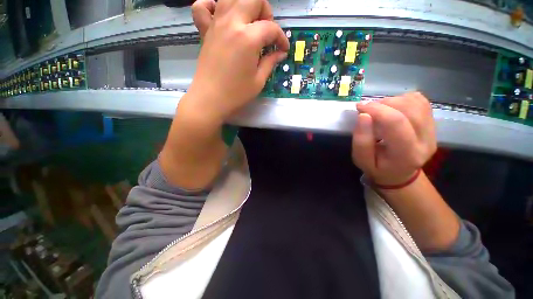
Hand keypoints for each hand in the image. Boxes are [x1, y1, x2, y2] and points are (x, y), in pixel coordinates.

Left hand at [185, 0, 288, 123]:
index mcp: (248, 38)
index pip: (271, 28)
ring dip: (245, 5)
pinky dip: (212, 5)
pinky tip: (220, 17)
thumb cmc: (236, 93)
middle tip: (266, 32)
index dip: (281, 38)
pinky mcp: (204, 31)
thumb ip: (271, 62)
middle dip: (265, 12)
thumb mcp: (259, 80)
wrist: (210, 99)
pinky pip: (202, 6)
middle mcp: (232, 23)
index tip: (283, 50)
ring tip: (249, 24)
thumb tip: (280, 53)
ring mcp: (215, 24)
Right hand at [351, 93, 436, 185]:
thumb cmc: (378, 168)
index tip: (360, 107)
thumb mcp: (362, 160)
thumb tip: (363, 115)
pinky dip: (403, 99)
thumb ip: (361, 141)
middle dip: (383, 104)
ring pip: (415, 102)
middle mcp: (426, 140)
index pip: (396, 123)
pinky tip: (391, 108)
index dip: (377, 110)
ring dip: (392, 101)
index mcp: (407, 154)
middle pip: (408, 109)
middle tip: (367, 109)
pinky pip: (420, 101)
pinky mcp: (432, 123)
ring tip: (378, 110)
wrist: (399, 173)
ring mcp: (433, 130)